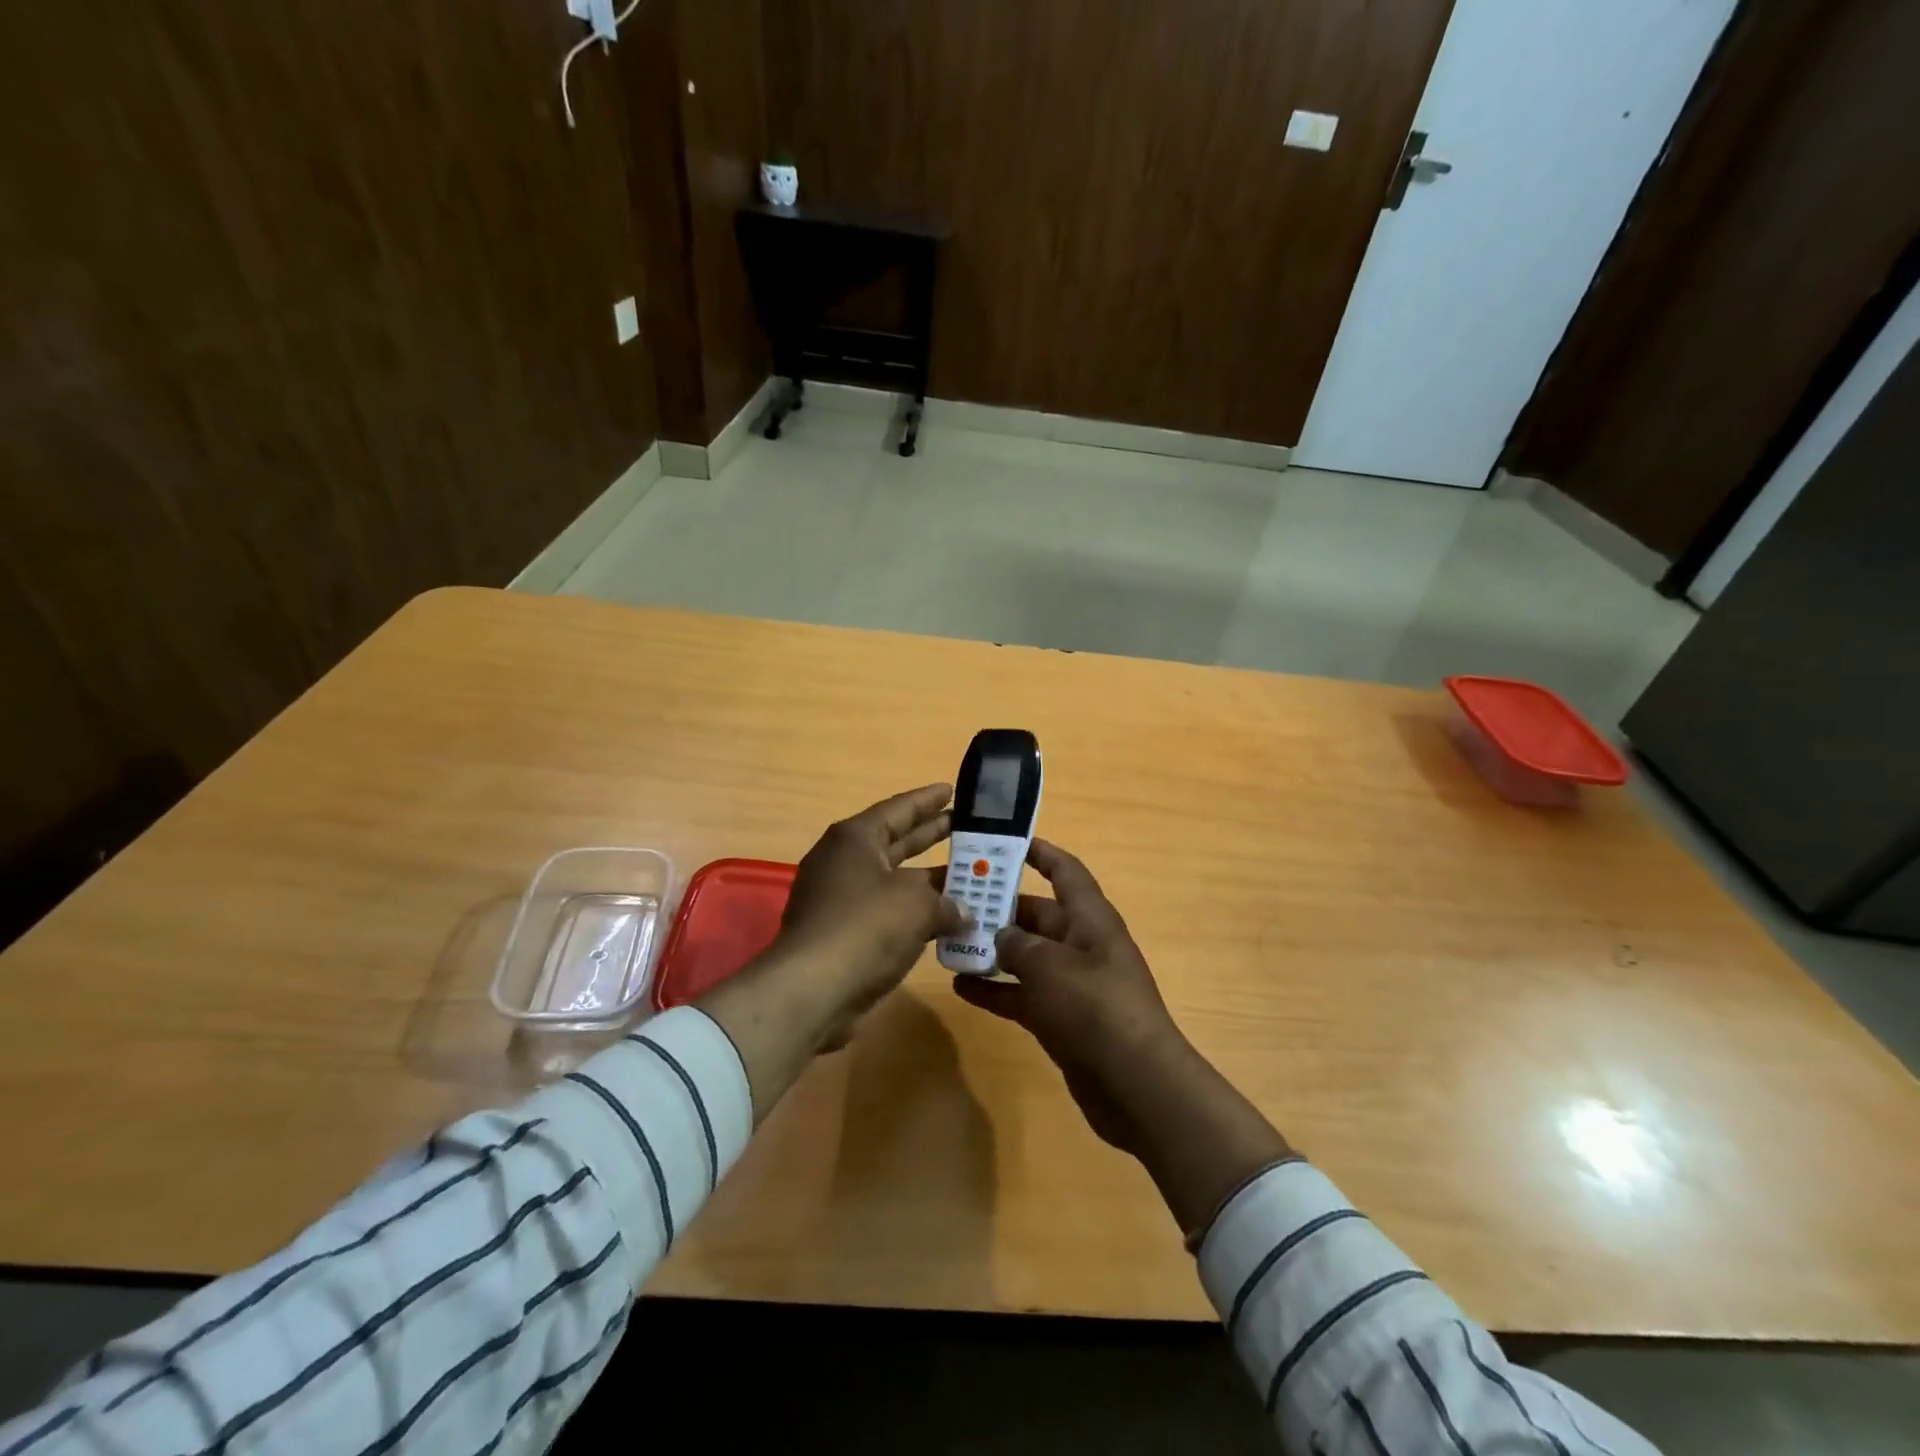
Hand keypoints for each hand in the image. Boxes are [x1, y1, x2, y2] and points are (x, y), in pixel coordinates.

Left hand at [776, 782, 964, 1032]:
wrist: (812, 990)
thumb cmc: (865, 927)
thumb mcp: (916, 905)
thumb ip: (946, 902)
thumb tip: (963, 912)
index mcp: (855, 839)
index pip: (898, 809)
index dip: (927, 800)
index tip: (953, 790)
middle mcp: (843, 862)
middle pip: (895, 842)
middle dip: (930, 836)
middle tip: (966, 828)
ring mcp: (839, 900)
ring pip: (893, 881)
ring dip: (928, 882)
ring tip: (967, 877)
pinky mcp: (842, 935)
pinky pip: (887, 914)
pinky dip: (914, 914)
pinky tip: (946, 922)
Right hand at [953, 838, 1293, 1236]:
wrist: (1135, 1085)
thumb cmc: (1094, 1008)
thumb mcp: (1050, 966)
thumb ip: (1018, 944)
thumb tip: (1001, 936)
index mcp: (1090, 919)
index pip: (1064, 871)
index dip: (1039, 853)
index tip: (1005, 843)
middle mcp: (1082, 944)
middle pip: (1038, 914)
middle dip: (1000, 907)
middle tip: (956, 901)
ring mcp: (1073, 984)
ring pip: (1027, 956)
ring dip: (993, 950)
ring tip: (951, 943)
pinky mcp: (1063, 1019)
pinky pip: (1024, 994)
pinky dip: (996, 990)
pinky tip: (961, 987)